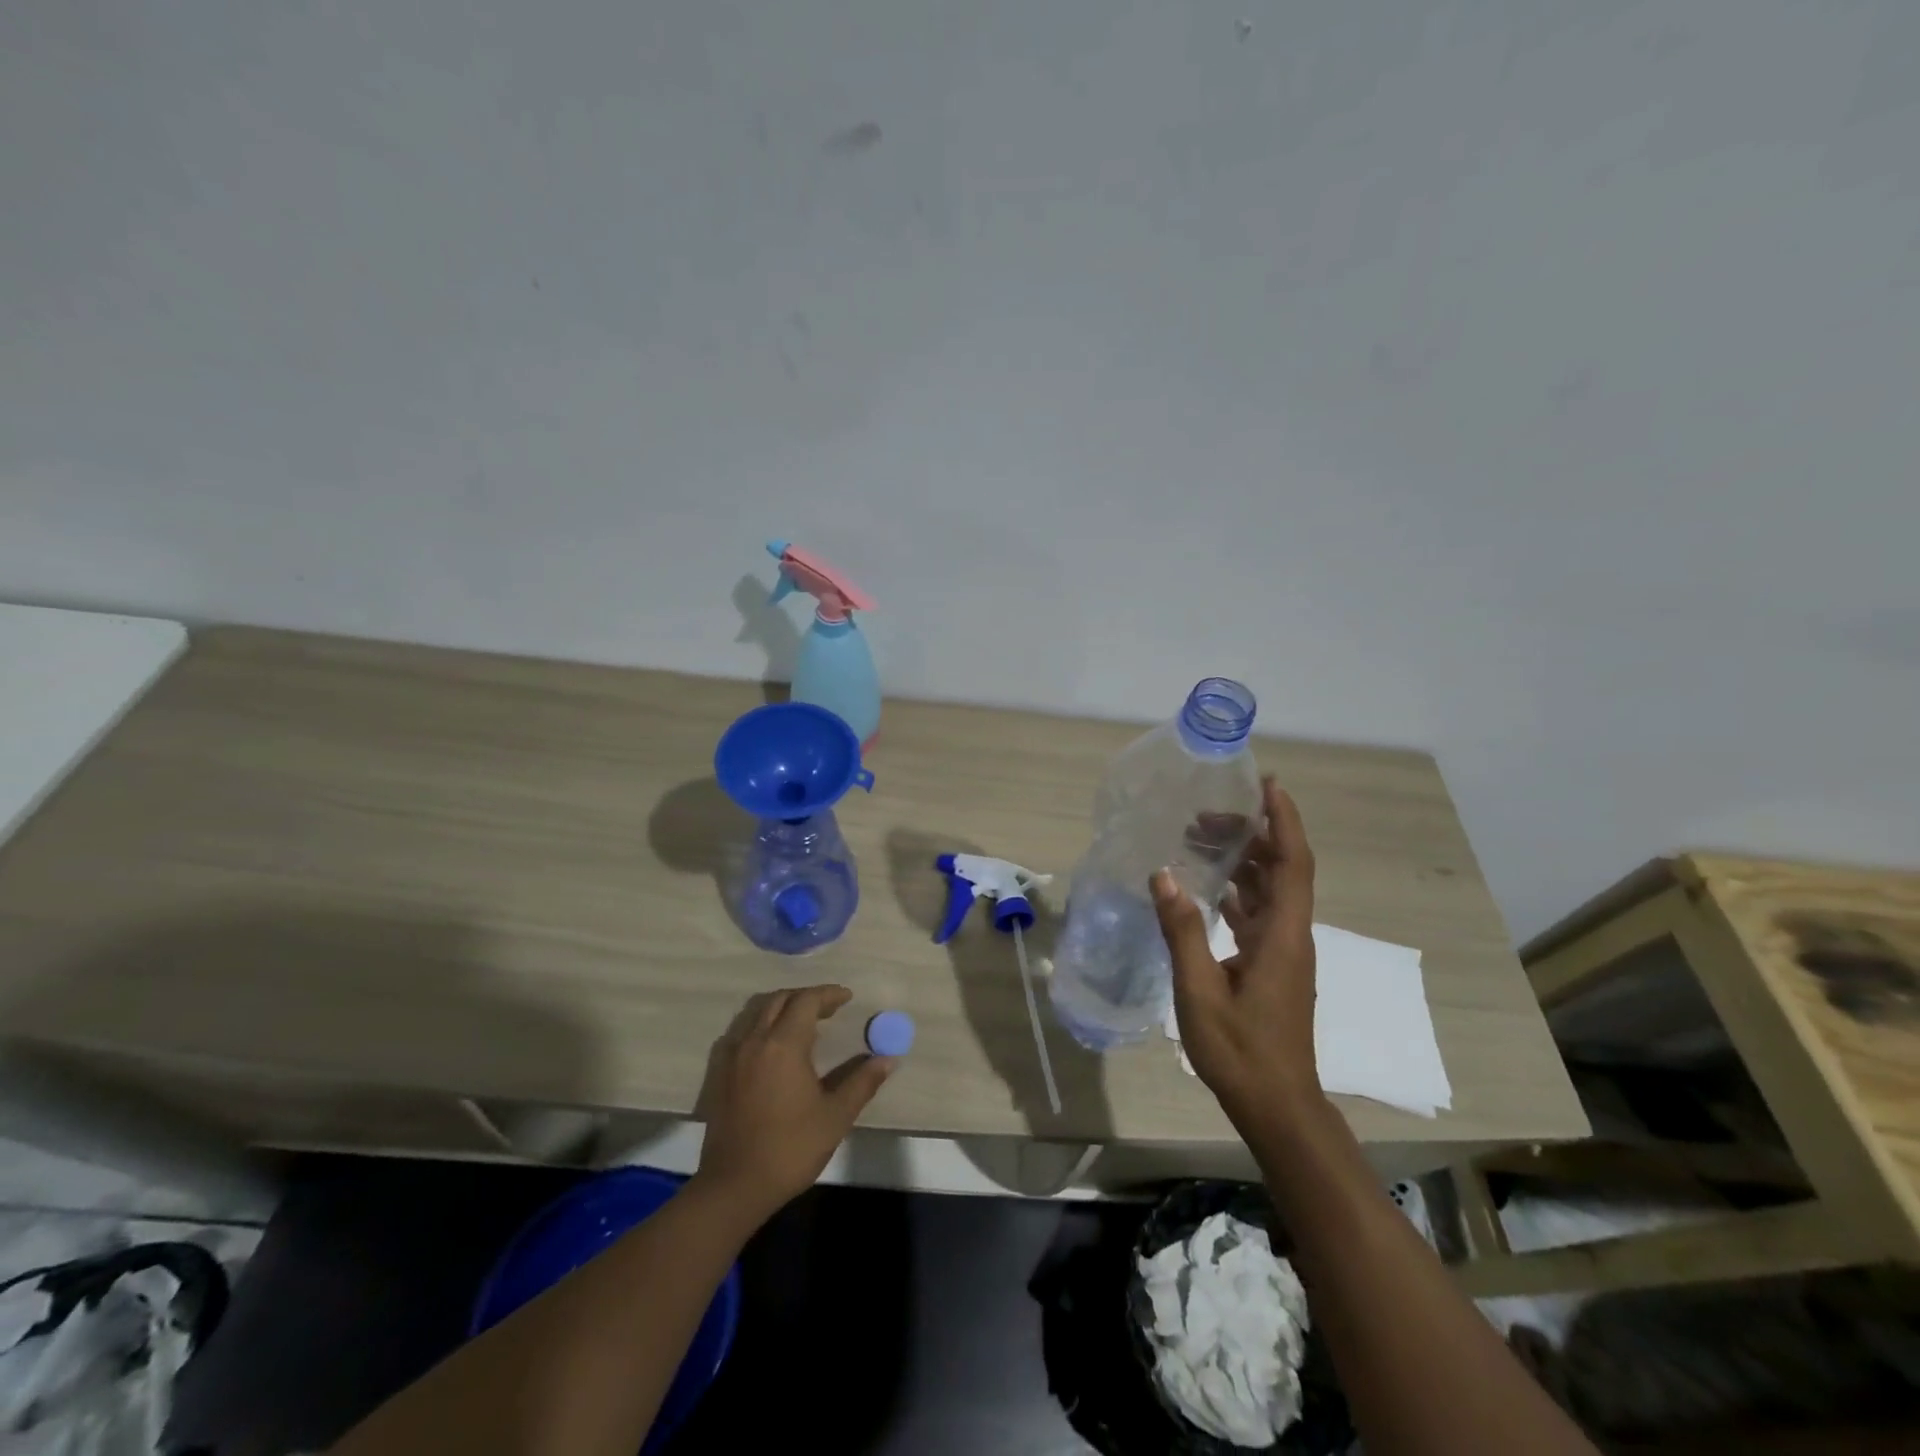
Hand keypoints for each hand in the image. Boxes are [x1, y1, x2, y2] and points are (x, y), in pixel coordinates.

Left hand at [692, 985, 894, 1223]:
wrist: (734, 1186)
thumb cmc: (790, 1149)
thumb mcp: (835, 1117)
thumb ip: (862, 1082)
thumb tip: (889, 1059)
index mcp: (784, 1045)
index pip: (807, 1001)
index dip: (829, 994)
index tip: (848, 998)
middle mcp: (755, 1041)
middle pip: (780, 999)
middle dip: (806, 997)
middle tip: (829, 1009)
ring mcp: (733, 1056)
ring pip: (757, 1012)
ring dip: (782, 1008)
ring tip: (803, 1023)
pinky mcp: (720, 1074)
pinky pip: (741, 1032)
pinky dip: (760, 1026)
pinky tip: (772, 1046)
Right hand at [1151, 777, 1322, 1133]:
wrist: (1277, 1106)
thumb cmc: (1241, 1051)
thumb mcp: (1200, 990)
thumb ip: (1182, 930)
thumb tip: (1163, 874)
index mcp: (1282, 936)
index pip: (1293, 863)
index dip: (1284, 821)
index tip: (1267, 785)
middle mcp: (1290, 936)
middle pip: (1281, 869)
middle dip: (1252, 833)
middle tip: (1208, 812)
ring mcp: (1283, 952)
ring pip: (1269, 890)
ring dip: (1242, 860)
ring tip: (1200, 839)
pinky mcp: (1271, 966)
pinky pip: (1258, 913)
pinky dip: (1236, 891)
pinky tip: (1205, 887)